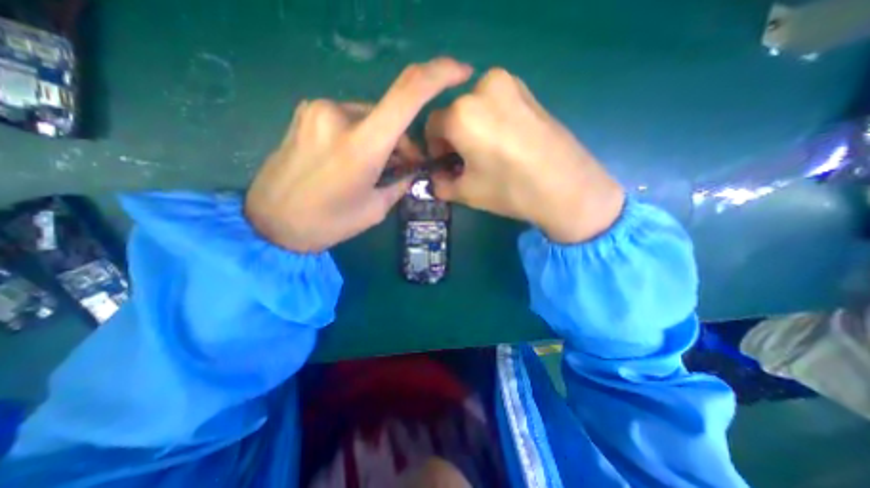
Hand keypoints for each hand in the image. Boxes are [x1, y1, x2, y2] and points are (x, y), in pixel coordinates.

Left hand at [245, 57, 474, 250]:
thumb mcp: (375, 209)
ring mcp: (318, 110)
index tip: (461, 72)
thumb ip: (398, 183)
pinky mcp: (306, 113)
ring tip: (375, 169)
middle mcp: (339, 115)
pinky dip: (362, 135)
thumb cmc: (327, 223)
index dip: (439, 75)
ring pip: (370, 117)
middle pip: (390, 113)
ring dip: (382, 139)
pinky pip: (349, 118)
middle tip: (404, 168)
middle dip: (404, 140)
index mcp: (361, 145)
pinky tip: (353, 159)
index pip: (408, 93)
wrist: (270, 223)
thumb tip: (409, 168)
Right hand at [424, 68, 621, 242]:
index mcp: (462, 113)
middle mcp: (483, 88)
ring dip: (472, 128)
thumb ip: (441, 184)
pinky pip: (497, 104)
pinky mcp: (529, 91)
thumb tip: (434, 180)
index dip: (434, 147)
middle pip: (454, 114)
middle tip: (464, 161)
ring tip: (485, 153)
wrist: (566, 187)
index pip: (432, 126)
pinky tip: (503, 143)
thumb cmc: (510, 189)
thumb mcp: (466, 192)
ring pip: (475, 107)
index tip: (444, 164)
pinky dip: (491, 121)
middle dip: (453, 138)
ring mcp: (510, 85)